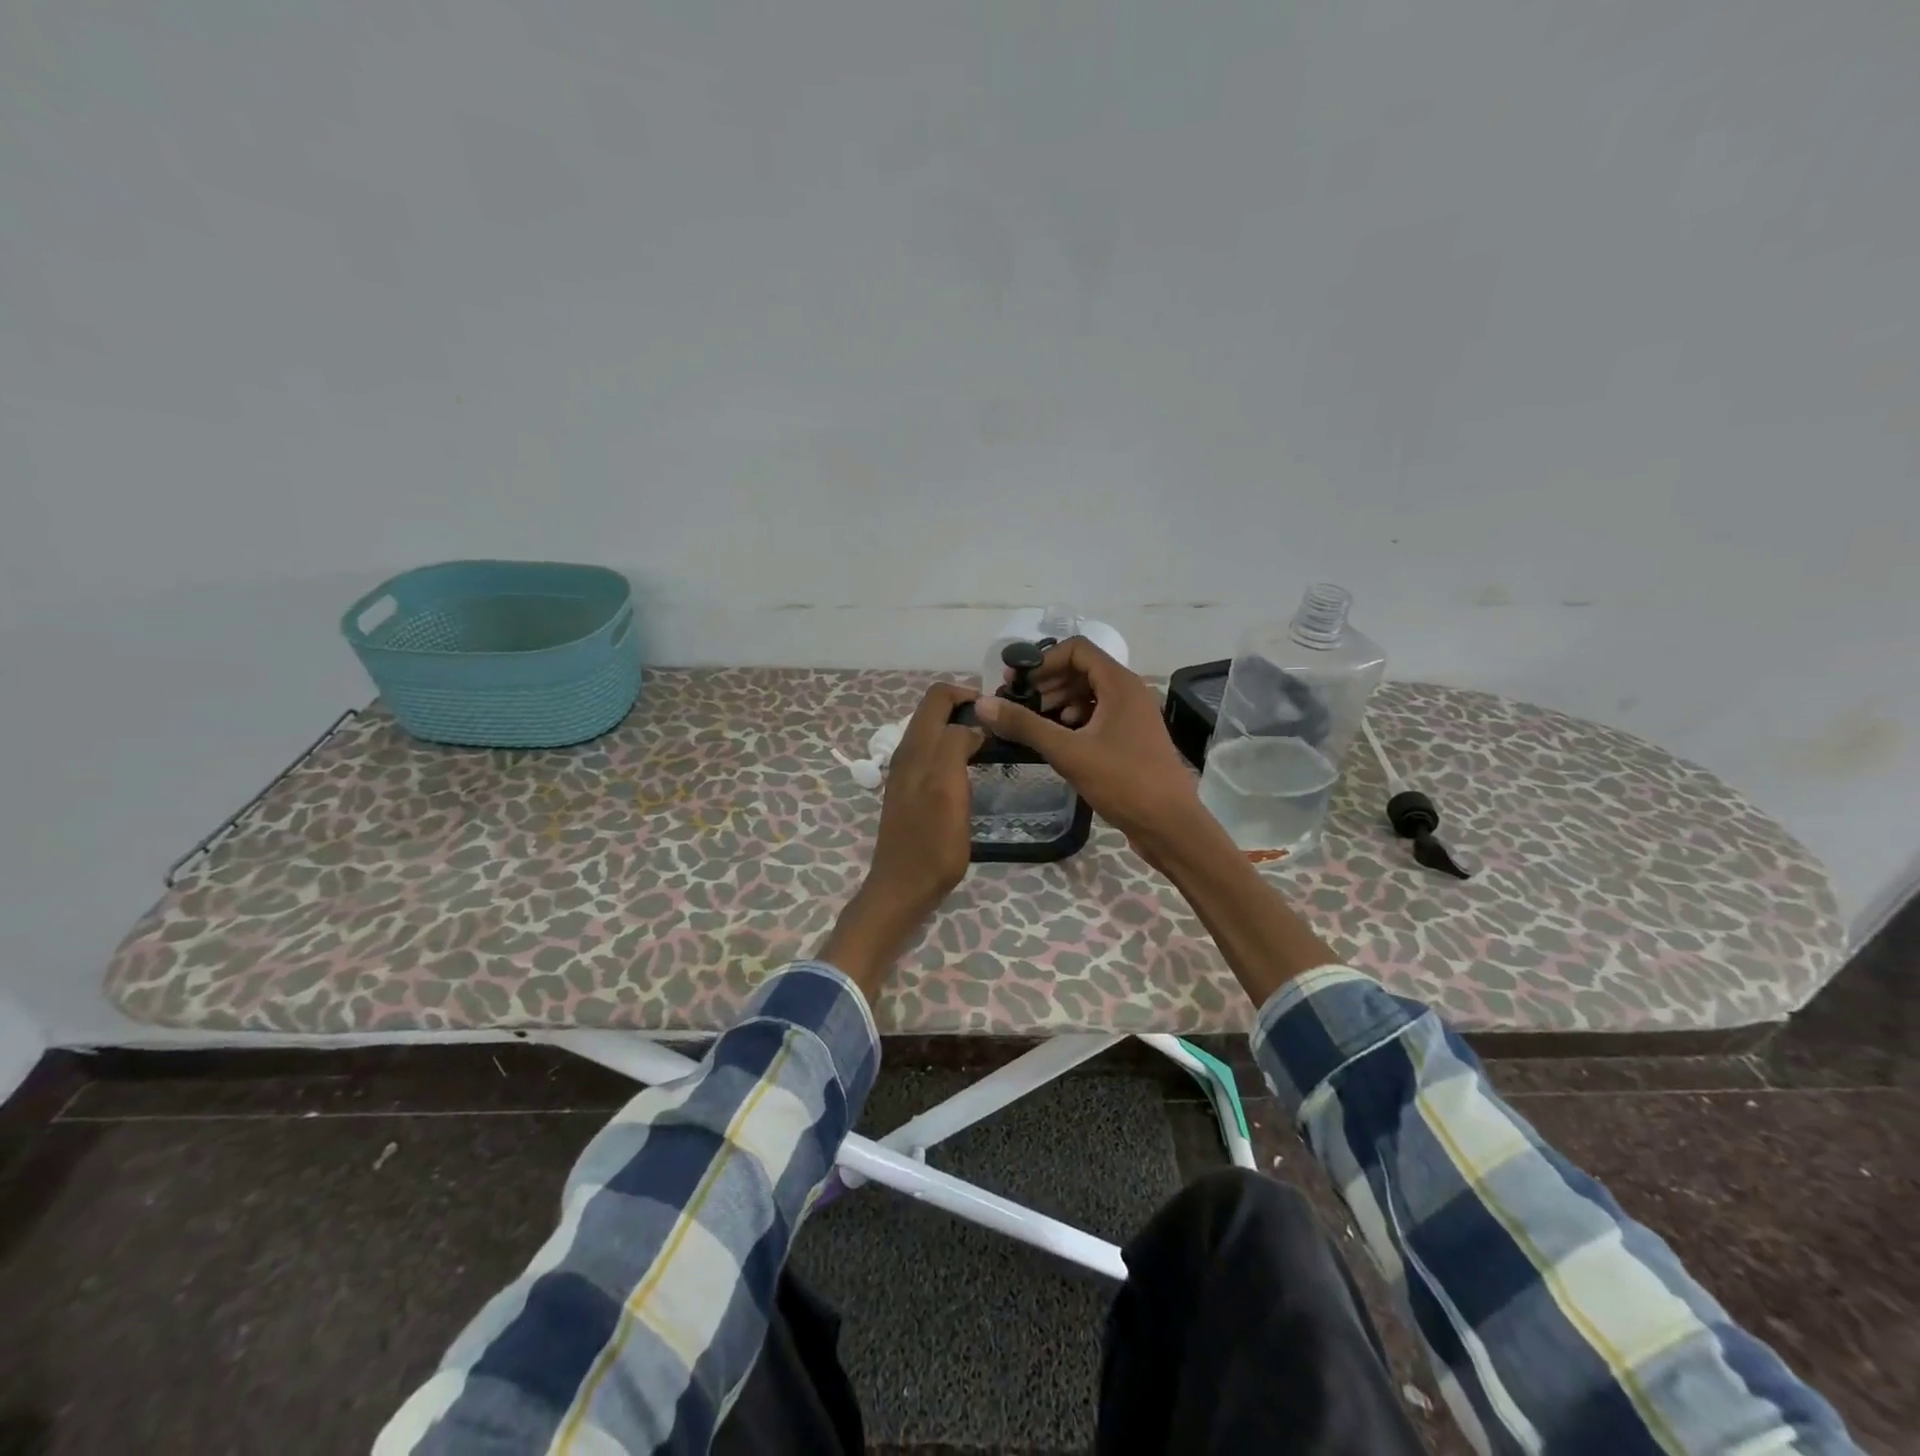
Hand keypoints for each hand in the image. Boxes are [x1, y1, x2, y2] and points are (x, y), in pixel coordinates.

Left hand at [819, 682, 982, 999]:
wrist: (903, 888)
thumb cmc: (931, 843)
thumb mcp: (948, 790)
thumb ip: (955, 747)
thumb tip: (972, 725)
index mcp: (916, 747)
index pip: (938, 696)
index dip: (969, 695)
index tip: (998, 714)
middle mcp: (908, 753)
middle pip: (936, 712)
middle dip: (967, 711)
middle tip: (1000, 730)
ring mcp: (908, 773)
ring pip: (936, 734)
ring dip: (963, 731)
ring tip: (992, 749)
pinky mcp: (912, 791)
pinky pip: (935, 756)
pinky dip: (956, 752)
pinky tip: (973, 772)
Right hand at [972, 639, 1204, 865]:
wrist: (1169, 824)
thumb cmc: (1123, 781)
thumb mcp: (1068, 752)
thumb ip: (1025, 725)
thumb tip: (983, 704)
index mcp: (1120, 684)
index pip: (1077, 649)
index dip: (1044, 660)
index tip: (1017, 682)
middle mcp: (1129, 692)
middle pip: (1082, 669)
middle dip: (1048, 681)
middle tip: (1018, 702)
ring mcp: (1132, 715)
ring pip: (1089, 693)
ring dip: (1059, 701)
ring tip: (1034, 722)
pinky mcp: (1131, 737)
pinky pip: (1098, 714)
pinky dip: (1075, 719)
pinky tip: (1060, 739)